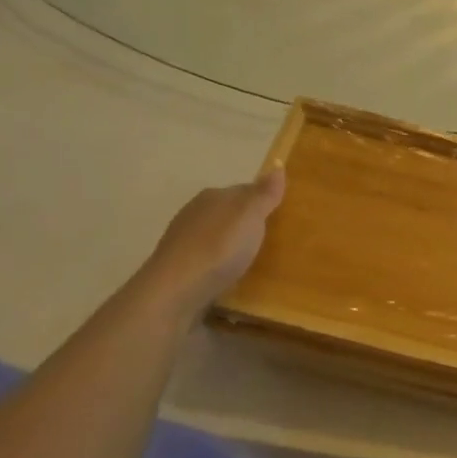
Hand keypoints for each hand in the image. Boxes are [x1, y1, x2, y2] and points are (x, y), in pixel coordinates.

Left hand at [136, 169, 285, 324]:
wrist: (174, 292)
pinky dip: (220, 263)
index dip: (263, 200)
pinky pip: (208, 259)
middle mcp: (195, 213)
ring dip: (233, 244)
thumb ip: (264, 194)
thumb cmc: (219, 248)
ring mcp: (184, 241)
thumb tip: (277, 165)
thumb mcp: (250, 216)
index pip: (244, 190)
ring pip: (217, 236)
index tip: (281, 214)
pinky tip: (231, 275)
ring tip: (255, 259)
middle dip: (247, 223)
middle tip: (273, 239)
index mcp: (212, 196)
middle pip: (229, 213)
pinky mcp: (179, 269)